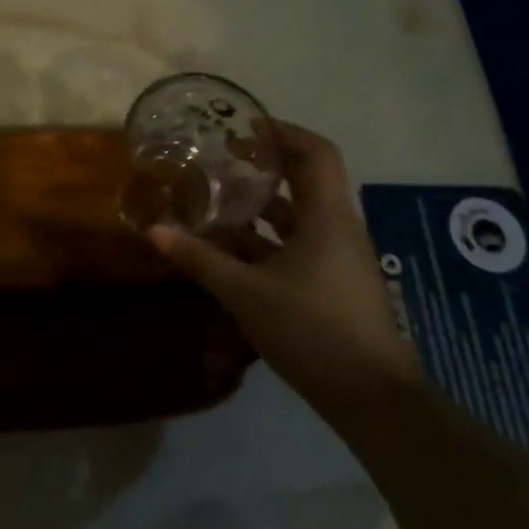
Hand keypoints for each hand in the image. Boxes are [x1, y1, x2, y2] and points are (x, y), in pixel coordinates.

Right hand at [149, 121, 417, 399]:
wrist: (374, 400)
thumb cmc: (313, 330)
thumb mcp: (247, 292)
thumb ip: (201, 259)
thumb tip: (154, 231)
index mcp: (327, 216)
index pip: (315, 152)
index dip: (282, 132)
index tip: (244, 128)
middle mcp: (338, 228)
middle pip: (306, 179)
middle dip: (265, 166)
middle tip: (224, 159)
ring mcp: (340, 258)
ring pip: (300, 216)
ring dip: (263, 207)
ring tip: (220, 202)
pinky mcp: (336, 284)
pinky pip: (300, 245)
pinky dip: (269, 240)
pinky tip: (234, 252)